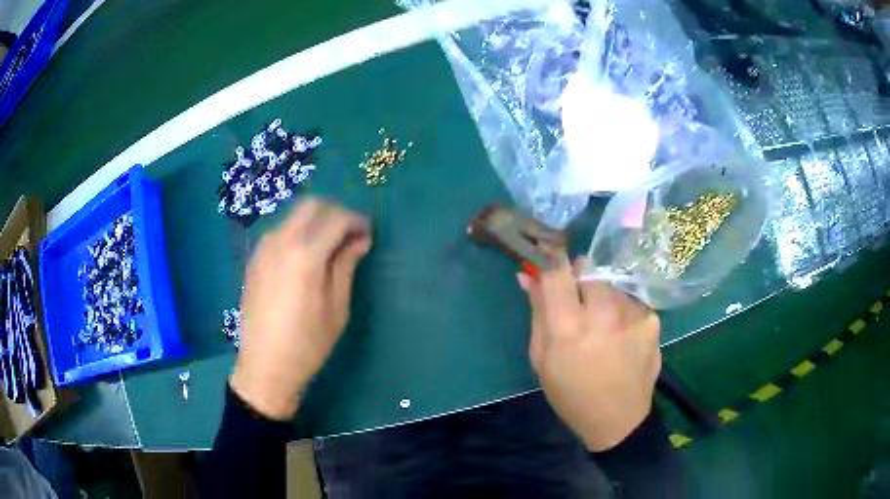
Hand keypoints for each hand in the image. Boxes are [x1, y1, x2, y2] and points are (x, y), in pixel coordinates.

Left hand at [230, 198, 370, 420]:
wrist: (264, 366)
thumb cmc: (307, 344)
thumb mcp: (336, 309)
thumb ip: (346, 266)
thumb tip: (359, 240)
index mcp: (305, 254)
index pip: (336, 218)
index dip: (357, 221)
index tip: (367, 235)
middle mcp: (280, 242)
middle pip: (311, 205)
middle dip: (335, 213)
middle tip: (349, 235)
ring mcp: (263, 249)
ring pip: (293, 217)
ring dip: (315, 222)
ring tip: (329, 248)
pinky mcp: (254, 259)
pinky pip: (280, 232)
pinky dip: (298, 233)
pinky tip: (304, 258)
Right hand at [517, 253, 660, 451]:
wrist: (618, 420)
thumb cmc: (570, 394)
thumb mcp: (542, 359)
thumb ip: (537, 313)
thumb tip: (528, 276)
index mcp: (567, 329)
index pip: (557, 272)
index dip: (550, 259)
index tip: (548, 256)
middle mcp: (602, 315)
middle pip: (588, 268)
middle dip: (579, 276)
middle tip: (577, 300)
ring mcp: (632, 315)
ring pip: (610, 283)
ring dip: (602, 294)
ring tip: (602, 324)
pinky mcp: (651, 320)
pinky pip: (630, 300)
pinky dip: (622, 310)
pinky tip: (621, 334)